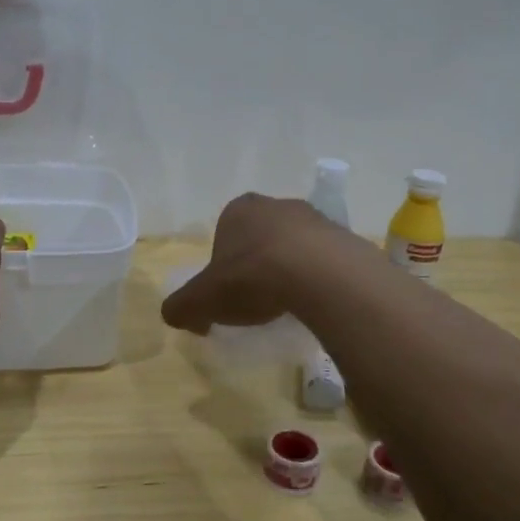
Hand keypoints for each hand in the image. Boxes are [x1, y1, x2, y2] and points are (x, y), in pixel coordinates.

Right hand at [161, 192, 337, 332]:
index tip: (228, 293)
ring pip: (294, 245)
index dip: (223, 264)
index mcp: (238, 210)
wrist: (318, 274)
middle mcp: (275, 205)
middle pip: (260, 237)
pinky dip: (317, 277)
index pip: (224, 234)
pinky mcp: (344, 237)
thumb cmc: (251, 277)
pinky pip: (324, 259)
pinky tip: (315, 300)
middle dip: (257, 263)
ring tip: (289, 303)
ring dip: (290, 268)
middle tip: (257, 298)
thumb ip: (182, 307)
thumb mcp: (203, 299)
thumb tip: (175, 315)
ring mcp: (314, 217)